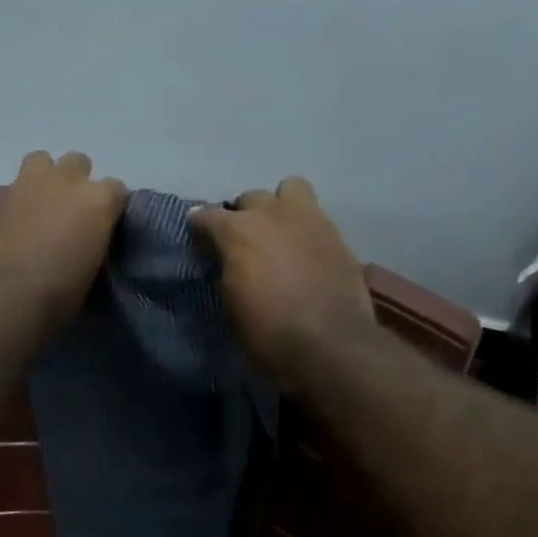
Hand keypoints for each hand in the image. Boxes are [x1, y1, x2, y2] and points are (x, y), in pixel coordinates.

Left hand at [0, 151, 126, 339]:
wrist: (6, 297)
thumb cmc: (61, 293)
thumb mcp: (94, 268)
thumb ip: (95, 239)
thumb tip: (89, 238)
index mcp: (98, 200)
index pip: (116, 189)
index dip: (110, 207)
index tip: (104, 225)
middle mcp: (67, 180)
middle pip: (78, 163)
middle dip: (77, 183)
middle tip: (71, 212)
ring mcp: (29, 183)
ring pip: (42, 161)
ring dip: (46, 178)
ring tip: (42, 206)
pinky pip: (15, 187)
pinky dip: (19, 201)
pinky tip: (17, 223)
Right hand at [192, 177, 374, 387]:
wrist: (331, 347)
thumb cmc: (269, 334)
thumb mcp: (231, 307)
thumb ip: (227, 272)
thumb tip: (228, 262)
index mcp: (238, 232)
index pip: (206, 215)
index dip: (200, 229)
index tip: (200, 243)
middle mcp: (273, 214)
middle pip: (250, 198)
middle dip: (242, 215)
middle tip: (243, 243)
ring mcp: (310, 219)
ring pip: (290, 189)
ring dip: (279, 207)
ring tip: (278, 234)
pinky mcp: (338, 235)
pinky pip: (315, 216)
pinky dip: (305, 229)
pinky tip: (304, 253)